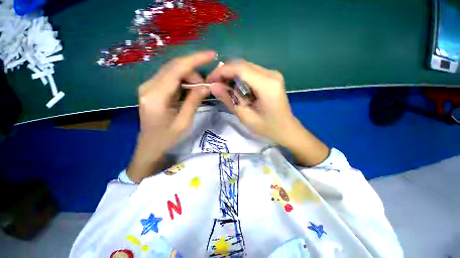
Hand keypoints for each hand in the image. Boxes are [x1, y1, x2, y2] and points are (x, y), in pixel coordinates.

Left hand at [127, 51, 215, 182]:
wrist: (150, 146)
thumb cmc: (167, 138)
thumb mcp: (184, 121)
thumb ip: (194, 101)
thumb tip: (206, 86)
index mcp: (156, 96)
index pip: (176, 69)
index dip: (195, 60)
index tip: (211, 55)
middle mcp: (148, 87)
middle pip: (174, 67)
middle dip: (193, 71)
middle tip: (205, 85)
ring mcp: (148, 87)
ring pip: (172, 71)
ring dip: (189, 76)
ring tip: (199, 89)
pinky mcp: (152, 89)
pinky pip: (170, 78)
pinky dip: (183, 80)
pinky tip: (190, 89)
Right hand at [206, 59, 329, 165]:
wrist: (286, 129)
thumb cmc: (267, 128)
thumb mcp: (245, 116)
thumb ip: (229, 100)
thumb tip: (213, 86)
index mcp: (267, 85)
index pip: (240, 69)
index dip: (222, 71)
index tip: (209, 80)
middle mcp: (271, 74)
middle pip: (242, 65)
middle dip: (225, 73)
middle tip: (215, 85)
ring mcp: (273, 74)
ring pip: (246, 67)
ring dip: (232, 76)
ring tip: (225, 89)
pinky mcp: (271, 77)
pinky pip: (251, 72)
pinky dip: (240, 79)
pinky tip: (237, 89)